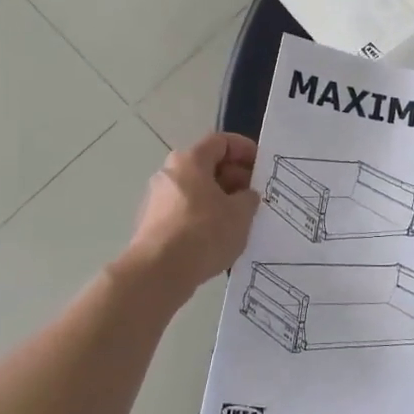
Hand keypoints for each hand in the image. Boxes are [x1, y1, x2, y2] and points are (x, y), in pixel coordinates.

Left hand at [116, 133, 259, 304]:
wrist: (158, 272)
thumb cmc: (203, 233)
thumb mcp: (240, 214)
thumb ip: (248, 198)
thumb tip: (245, 196)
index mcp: (190, 160)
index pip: (221, 141)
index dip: (245, 149)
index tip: (261, 167)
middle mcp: (170, 172)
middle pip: (207, 165)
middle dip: (234, 177)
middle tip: (253, 197)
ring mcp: (157, 198)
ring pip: (196, 190)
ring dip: (219, 199)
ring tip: (239, 220)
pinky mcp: (152, 223)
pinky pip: (185, 210)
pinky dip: (203, 216)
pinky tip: (217, 237)